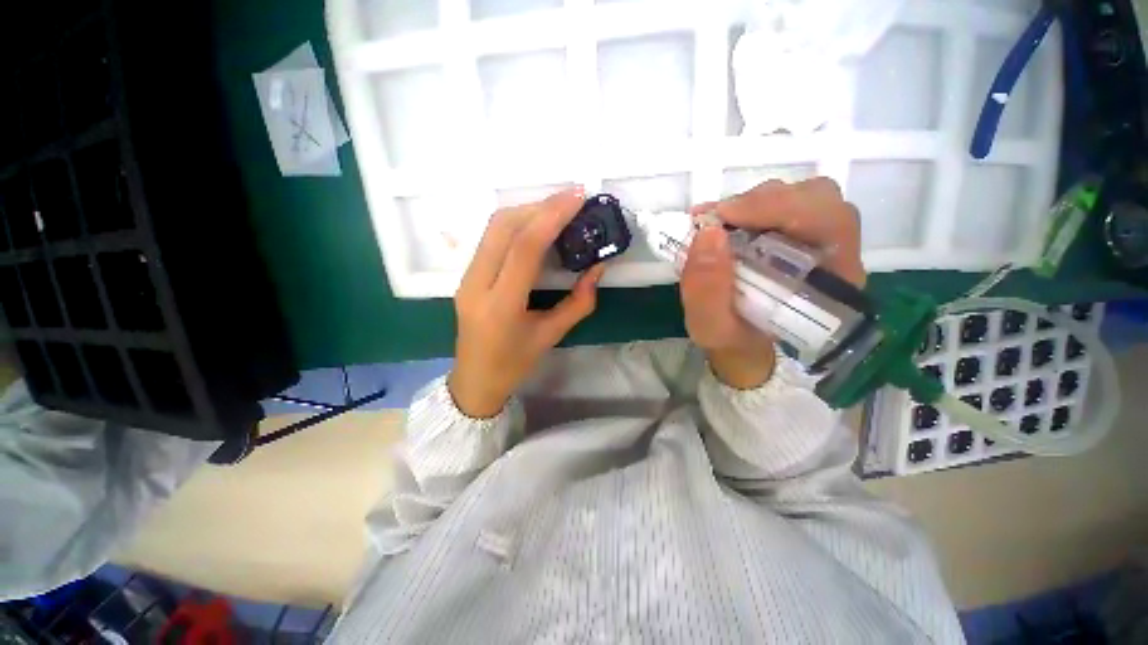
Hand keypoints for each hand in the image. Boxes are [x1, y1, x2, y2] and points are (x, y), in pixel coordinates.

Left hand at [448, 188, 605, 417]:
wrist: (474, 379)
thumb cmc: (514, 364)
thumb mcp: (552, 336)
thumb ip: (579, 302)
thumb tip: (598, 268)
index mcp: (501, 305)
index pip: (524, 248)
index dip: (552, 217)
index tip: (578, 198)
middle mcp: (477, 284)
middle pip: (503, 227)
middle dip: (540, 205)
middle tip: (572, 198)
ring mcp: (466, 277)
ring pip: (494, 227)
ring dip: (527, 210)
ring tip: (558, 208)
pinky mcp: (466, 274)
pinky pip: (491, 238)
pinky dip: (516, 223)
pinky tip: (537, 225)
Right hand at [681, 178, 865, 388]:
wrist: (743, 345)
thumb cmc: (734, 341)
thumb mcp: (711, 328)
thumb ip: (707, 291)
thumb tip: (708, 233)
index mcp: (832, 285)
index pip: (830, 223)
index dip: (780, 208)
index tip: (725, 216)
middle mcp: (834, 255)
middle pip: (818, 200)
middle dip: (763, 202)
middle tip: (718, 218)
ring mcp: (815, 241)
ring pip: (799, 196)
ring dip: (753, 202)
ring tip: (716, 221)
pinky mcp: (794, 235)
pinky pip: (779, 204)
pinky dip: (746, 206)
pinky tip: (720, 220)